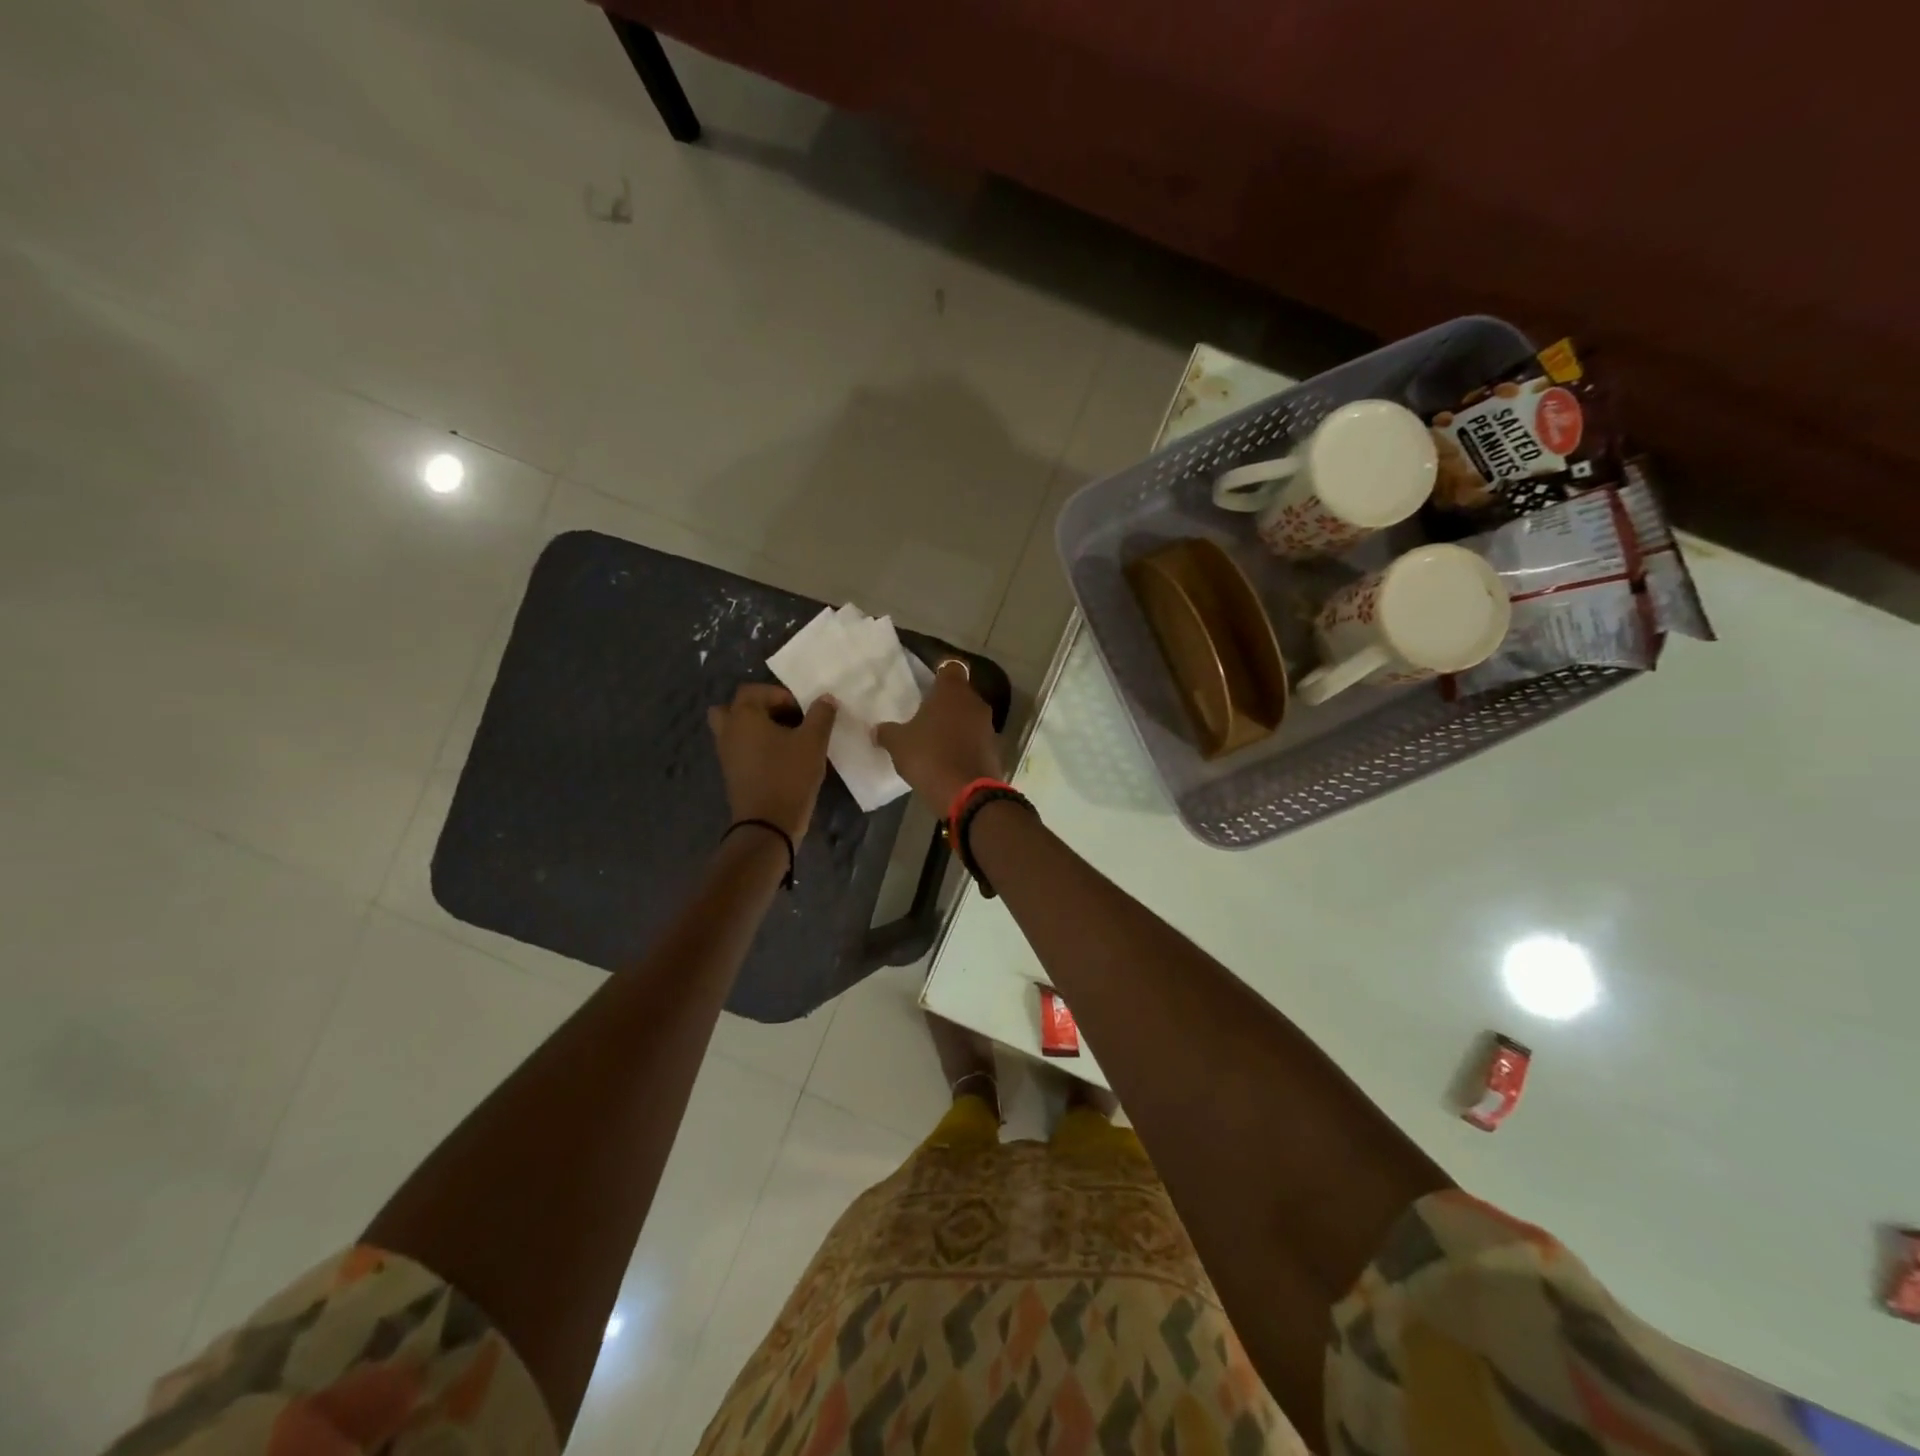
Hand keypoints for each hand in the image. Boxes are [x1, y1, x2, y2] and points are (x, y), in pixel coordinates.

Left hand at [707, 684, 837, 839]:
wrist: (768, 824)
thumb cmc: (789, 776)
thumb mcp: (813, 742)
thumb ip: (821, 715)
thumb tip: (825, 698)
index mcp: (743, 716)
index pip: (755, 690)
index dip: (780, 695)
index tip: (803, 712)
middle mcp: (728, 731)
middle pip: (735, 707)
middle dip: (759, 708)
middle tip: (785, 719)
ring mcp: (726, 754)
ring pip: (734, 729)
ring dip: (755, 728)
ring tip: (783, 738)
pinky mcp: (731, 773)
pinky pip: (738, 749)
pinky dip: (753, 747)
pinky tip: (779, 758)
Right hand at [873, 660, 1003, 814]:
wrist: (966, 792)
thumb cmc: (928, 756)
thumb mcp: (898, 744)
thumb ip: (887, 733)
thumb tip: (877, 730)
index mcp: (952, 691)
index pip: (950, 667)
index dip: (939, 673)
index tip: (927, 683)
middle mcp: (975, 702)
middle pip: (961, 694)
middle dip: (946, 703)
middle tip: (926, 715)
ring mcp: (988, 726)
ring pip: (970, 717)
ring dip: (957, 725)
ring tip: (936, 740)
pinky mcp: (995, 750)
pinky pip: (977, 740)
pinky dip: (966, 745)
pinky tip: (949, 759)